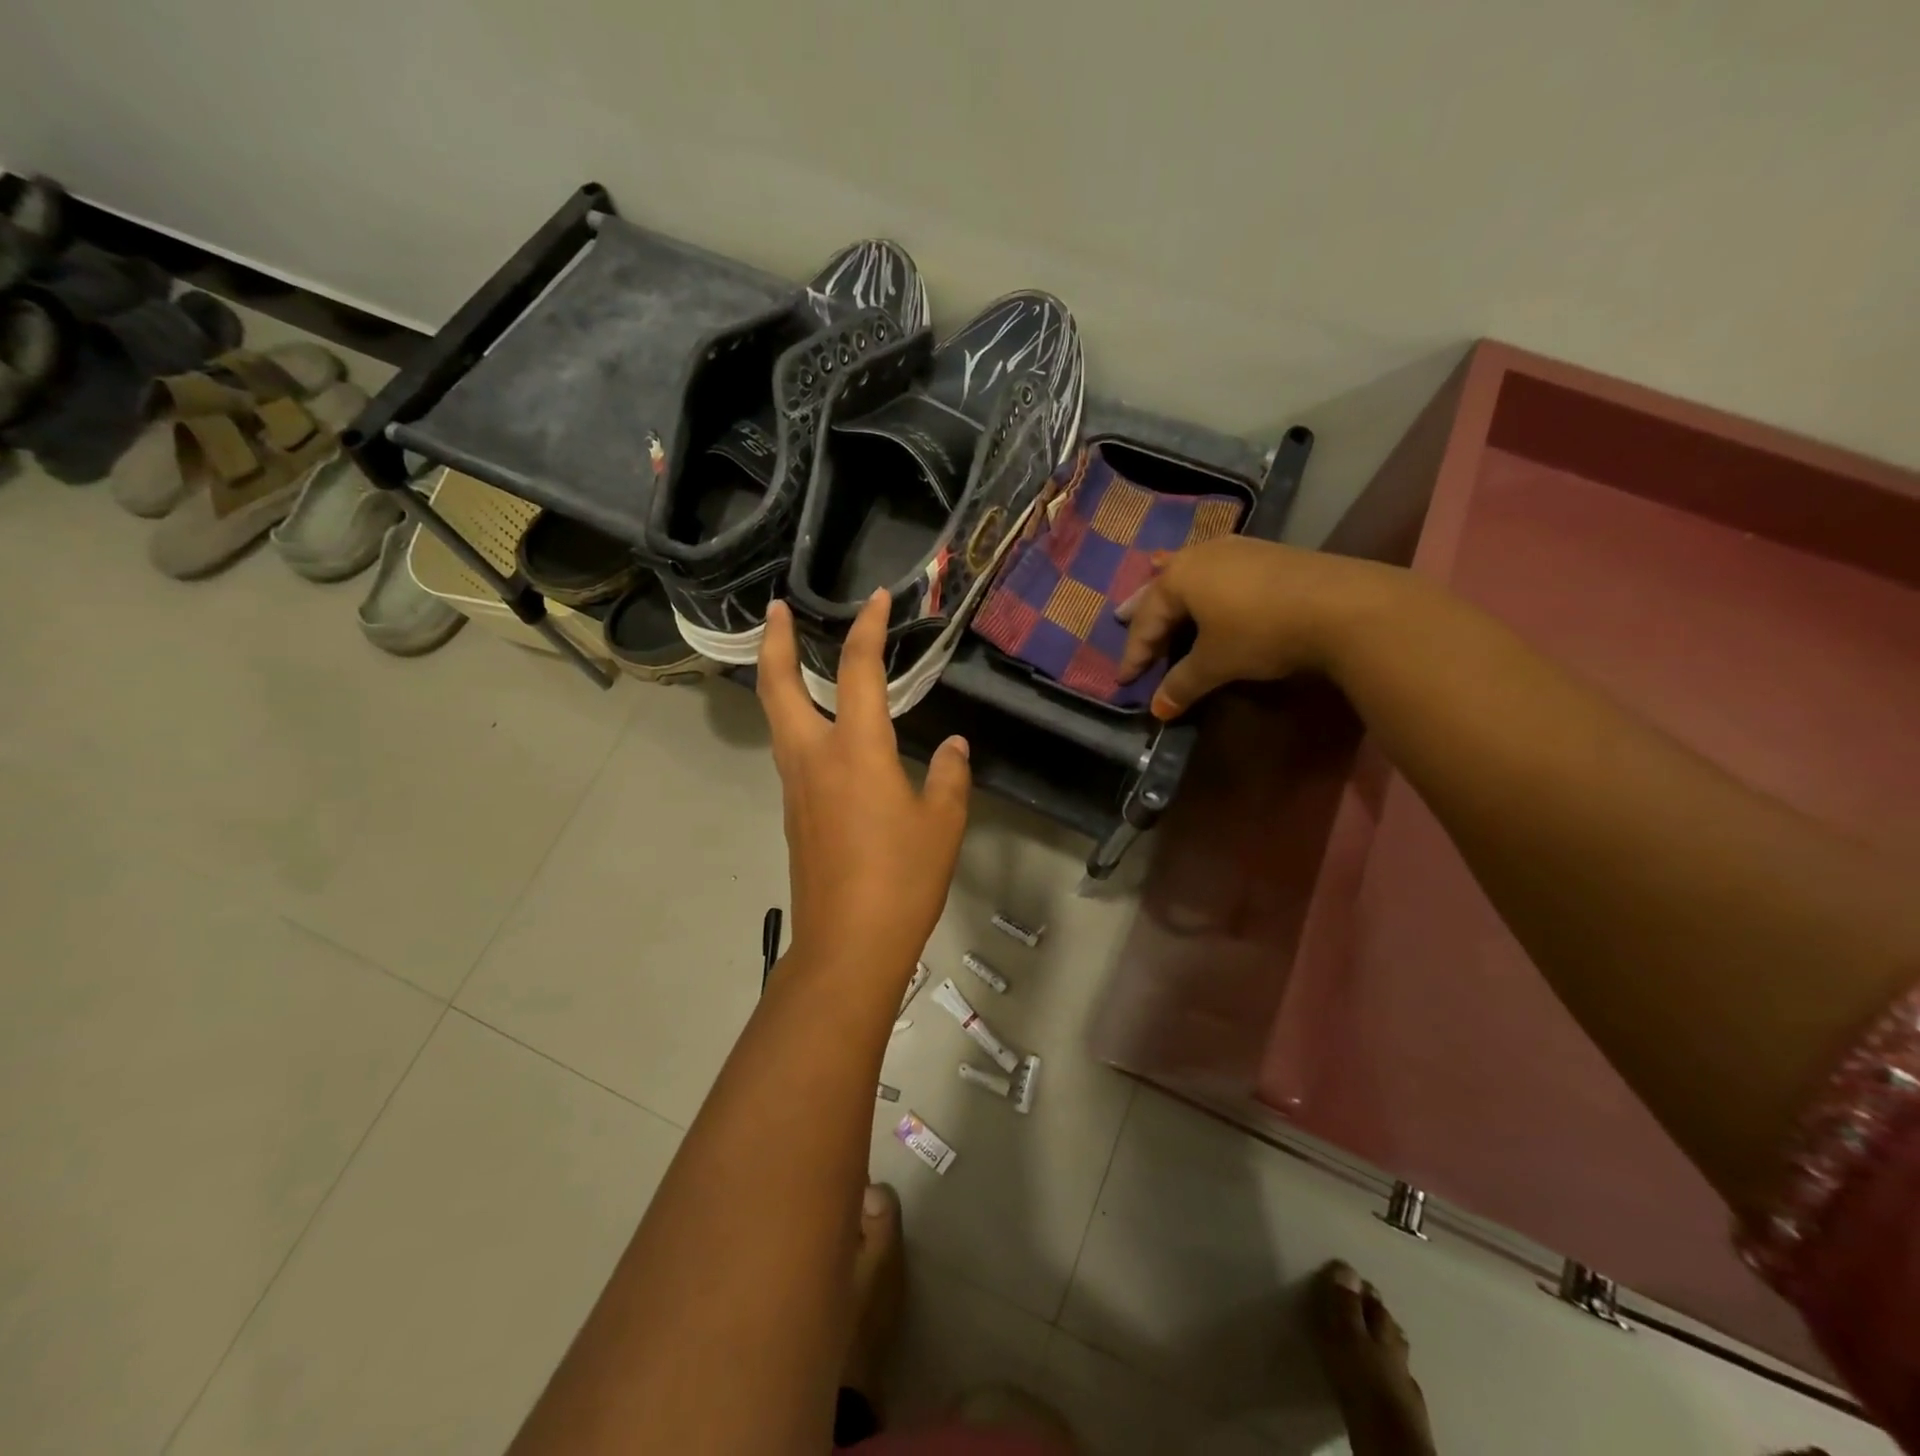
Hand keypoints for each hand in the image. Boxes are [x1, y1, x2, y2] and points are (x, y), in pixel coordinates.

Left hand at [757, 592, 970, 980]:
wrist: (848, 945)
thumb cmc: (901, 879)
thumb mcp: (942, 824)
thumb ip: (949, 776)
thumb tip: (952, 747)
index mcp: (855, 751)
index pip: (857, 672)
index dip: (867, 629)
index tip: (876, 599)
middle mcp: (814, 759)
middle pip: (779, 687)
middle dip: (776, 643)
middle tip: (778, 610)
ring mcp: (796, 788)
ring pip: (778, 720)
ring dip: (780, 681)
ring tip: (793, 659)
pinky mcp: (795, 815)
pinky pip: (792, 753)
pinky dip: (798, 723)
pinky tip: (825, 734)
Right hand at [1116, 537, 1399, 719]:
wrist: (1342, 605)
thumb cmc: (1260, 632)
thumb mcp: (1215, 663)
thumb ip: (1182, 684)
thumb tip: (1158, 710)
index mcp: (1179, 578)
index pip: (1146, 621)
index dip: (1134, 654)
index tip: (1123, 680)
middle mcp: (1201, 555)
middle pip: (1162, 587)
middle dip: (1143, 609)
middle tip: (1119, 617)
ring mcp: (1236, 549)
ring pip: (1191, 573)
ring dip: (1173, 592)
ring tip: (1161, 597)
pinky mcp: (1266, 553)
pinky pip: (1218, 570)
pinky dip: (1204, 585)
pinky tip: (1210, 587)